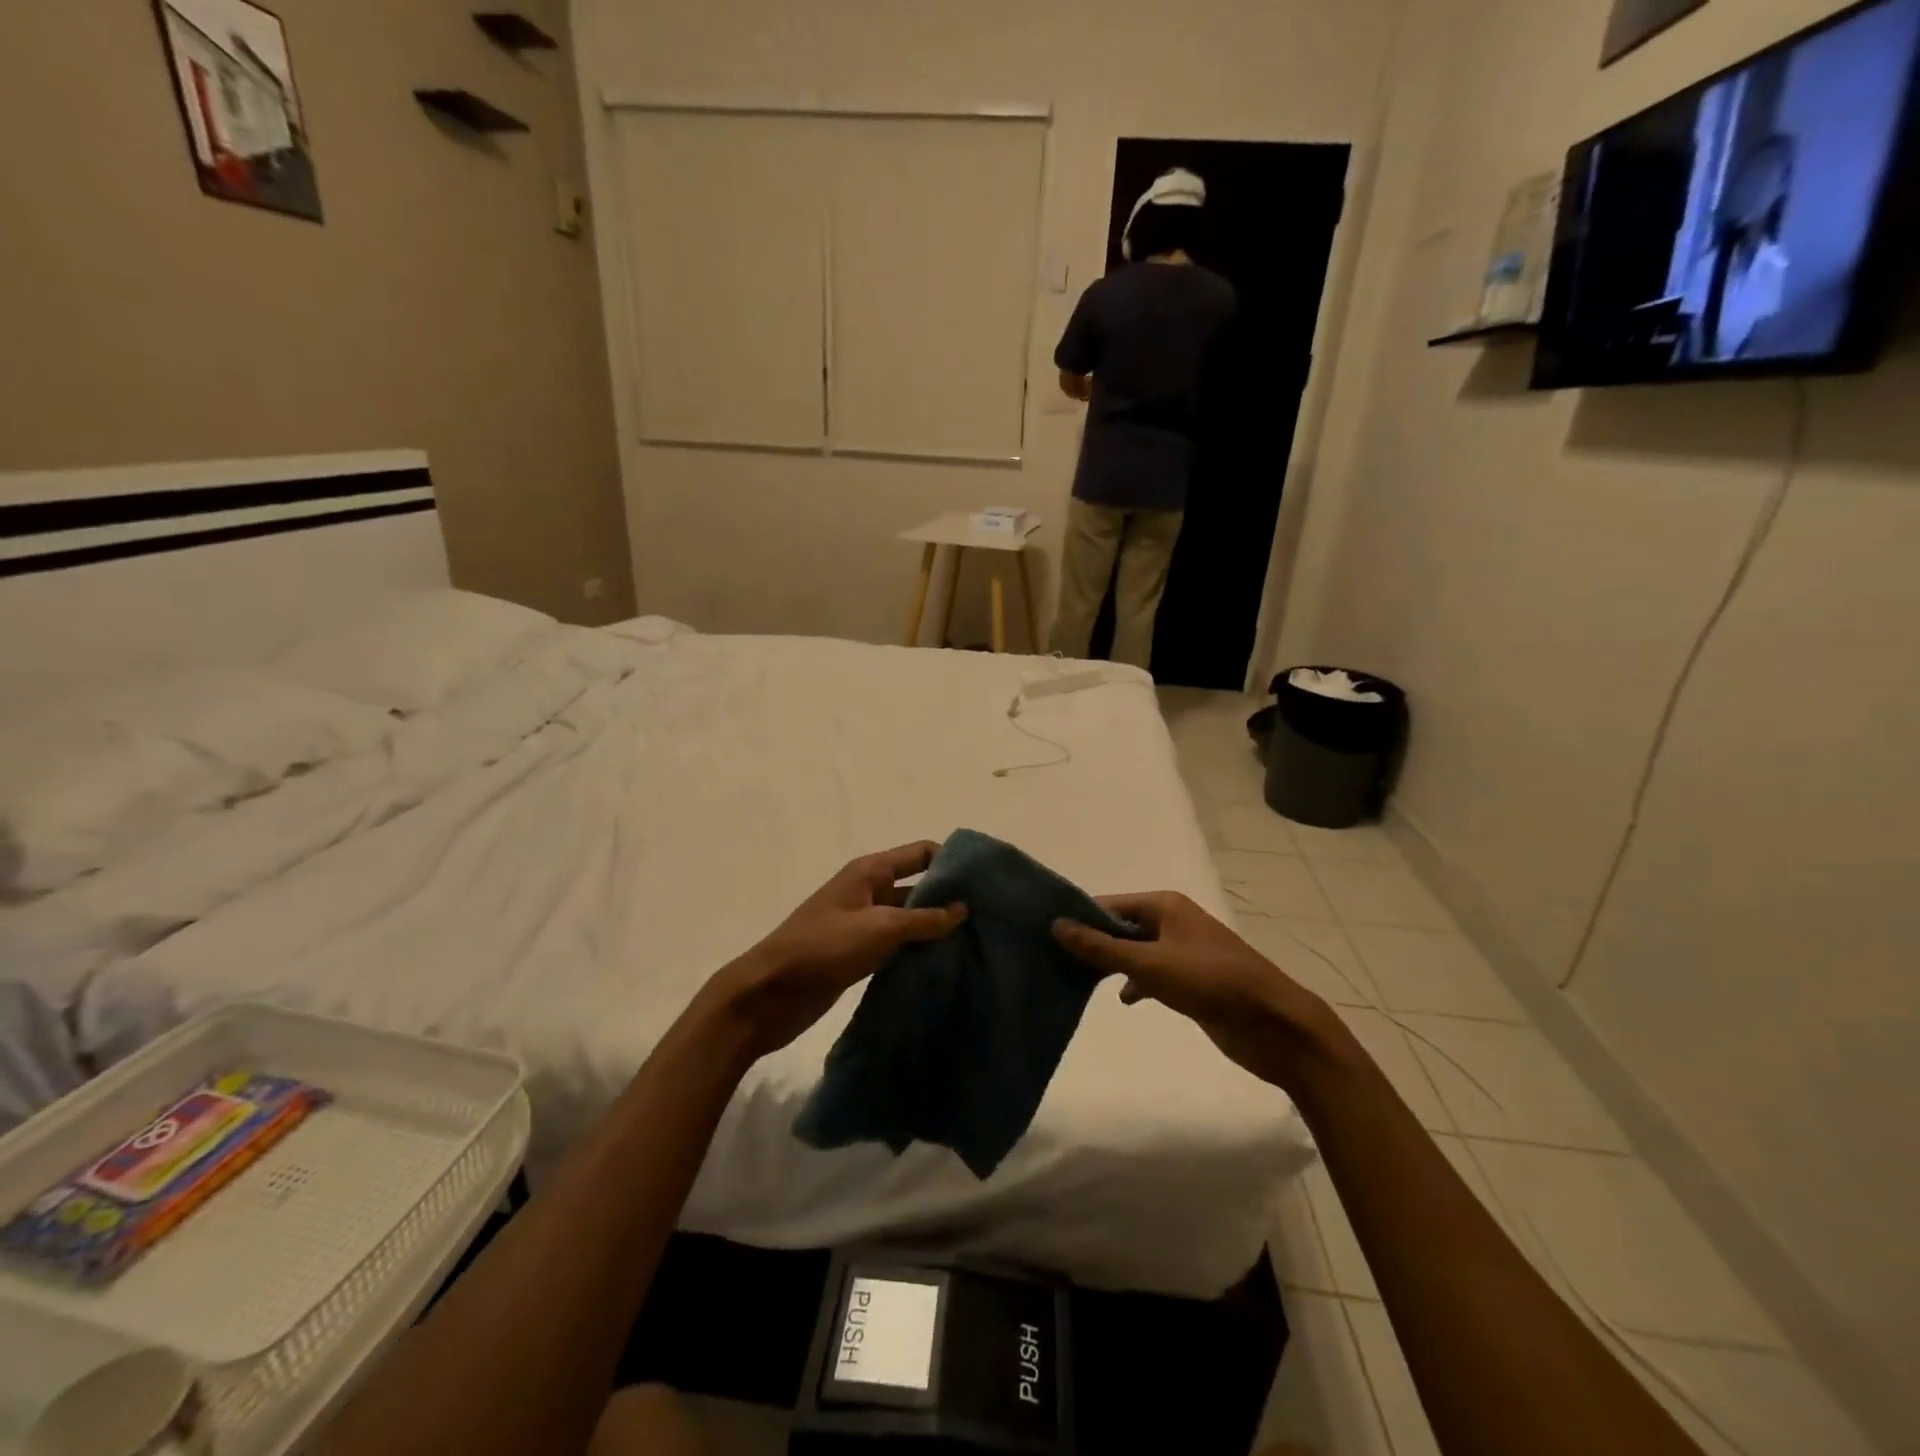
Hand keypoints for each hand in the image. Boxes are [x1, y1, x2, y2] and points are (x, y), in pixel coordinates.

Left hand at [702, 842, 965, 1060]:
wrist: (769, 994)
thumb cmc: (823, 948)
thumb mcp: (878, 928)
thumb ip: (923, 918)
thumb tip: (962, 908)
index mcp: (870, 871)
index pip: (921, 852)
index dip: (952, 862)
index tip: (987, 882)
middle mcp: (869, 890)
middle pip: (918, 884)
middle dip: (949, 897)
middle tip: (989, 917)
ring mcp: (864, 922)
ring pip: (909, 916)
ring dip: (935, 926)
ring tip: (976, 942)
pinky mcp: (860, 952)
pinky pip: (897, 942)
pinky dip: (918, 948)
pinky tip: (944, 963)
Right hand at [1053, 892, 1339, 1090]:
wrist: (1274, 1024)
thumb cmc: (1211, 982)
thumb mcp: (1150, 963)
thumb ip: (1102, 947)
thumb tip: (1056, 925)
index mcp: (1165, 905)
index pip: (1110, 904)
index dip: (1079, 918)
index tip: (1045, 935)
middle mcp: (1172, 922)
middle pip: (1121, 927)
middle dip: (1092, 943)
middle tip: (1054, 960)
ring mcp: (1182, 952)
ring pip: (1135, 952)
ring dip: (1112, 965)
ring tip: (1076, 980)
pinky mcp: (1191, 981)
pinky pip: (1152, 974)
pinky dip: (1136, 983)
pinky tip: (1124, 1000)